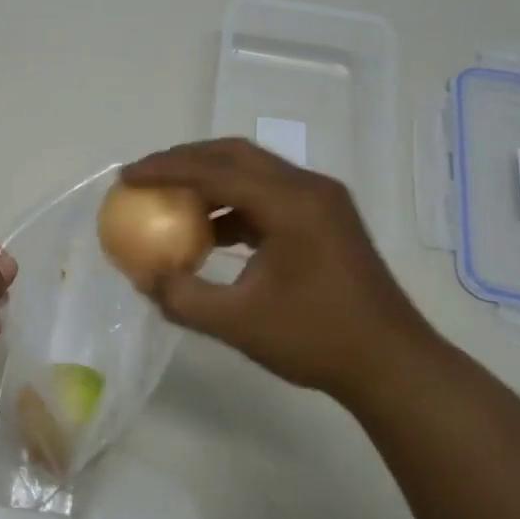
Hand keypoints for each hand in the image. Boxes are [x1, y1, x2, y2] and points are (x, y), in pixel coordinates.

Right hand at [120, 139, 437, 405]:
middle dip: (184, 160)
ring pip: (253, 169)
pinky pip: (268, 192)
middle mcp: (308, 187)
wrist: (392, 363)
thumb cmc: (317, 340)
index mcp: (290, 204)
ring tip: (170, 200)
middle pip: (234, 155)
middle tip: (145, 176)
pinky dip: (233, 201)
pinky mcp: (325, 216)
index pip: (215, 171)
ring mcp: (321, 200)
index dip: (165, 169)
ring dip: (209, 179)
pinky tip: (210, 232)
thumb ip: (183, 298)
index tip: (127, 177)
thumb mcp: (238, 324)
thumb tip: (141, 277)